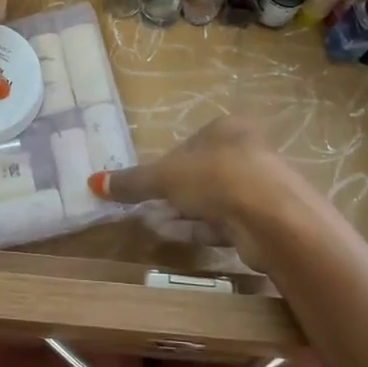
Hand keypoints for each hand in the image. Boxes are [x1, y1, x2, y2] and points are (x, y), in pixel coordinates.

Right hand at [88, 118, 330, 263]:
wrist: (273, 218)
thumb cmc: (216, 178)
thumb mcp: (165, 177)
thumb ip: (133, 181)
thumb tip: (94, 183)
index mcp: (225, 130)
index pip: (187, 145)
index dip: (164, 165)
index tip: (145, 185)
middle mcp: (245, 154)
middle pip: (198, 174)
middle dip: (170, 194)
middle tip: (145, 209)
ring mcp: (256, 188)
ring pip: (210, 201)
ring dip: (180, 213)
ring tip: (152, 225)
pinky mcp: (261, 221)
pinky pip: (222, 223)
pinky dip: (197, 228)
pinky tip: (173, 236)